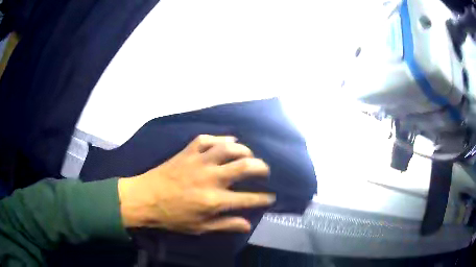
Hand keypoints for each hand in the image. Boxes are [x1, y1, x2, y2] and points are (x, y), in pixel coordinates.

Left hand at [118, 135, 274, 233]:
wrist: (145, 198)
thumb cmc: (172, 217)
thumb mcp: (199, 227)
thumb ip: (225, 225)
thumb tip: (248, 225)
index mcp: (214, 200)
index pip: (248, 199)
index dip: (264, 198)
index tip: (272, 197)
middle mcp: (211, 178)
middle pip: (244, 166)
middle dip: (261, 167)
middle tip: (265, 171)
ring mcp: (198, 162)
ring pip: (228, 148)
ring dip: (244, 150)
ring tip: (249, 155)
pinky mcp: (187, 152)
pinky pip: (207, 140)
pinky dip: (220, 138)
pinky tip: (227, 141)